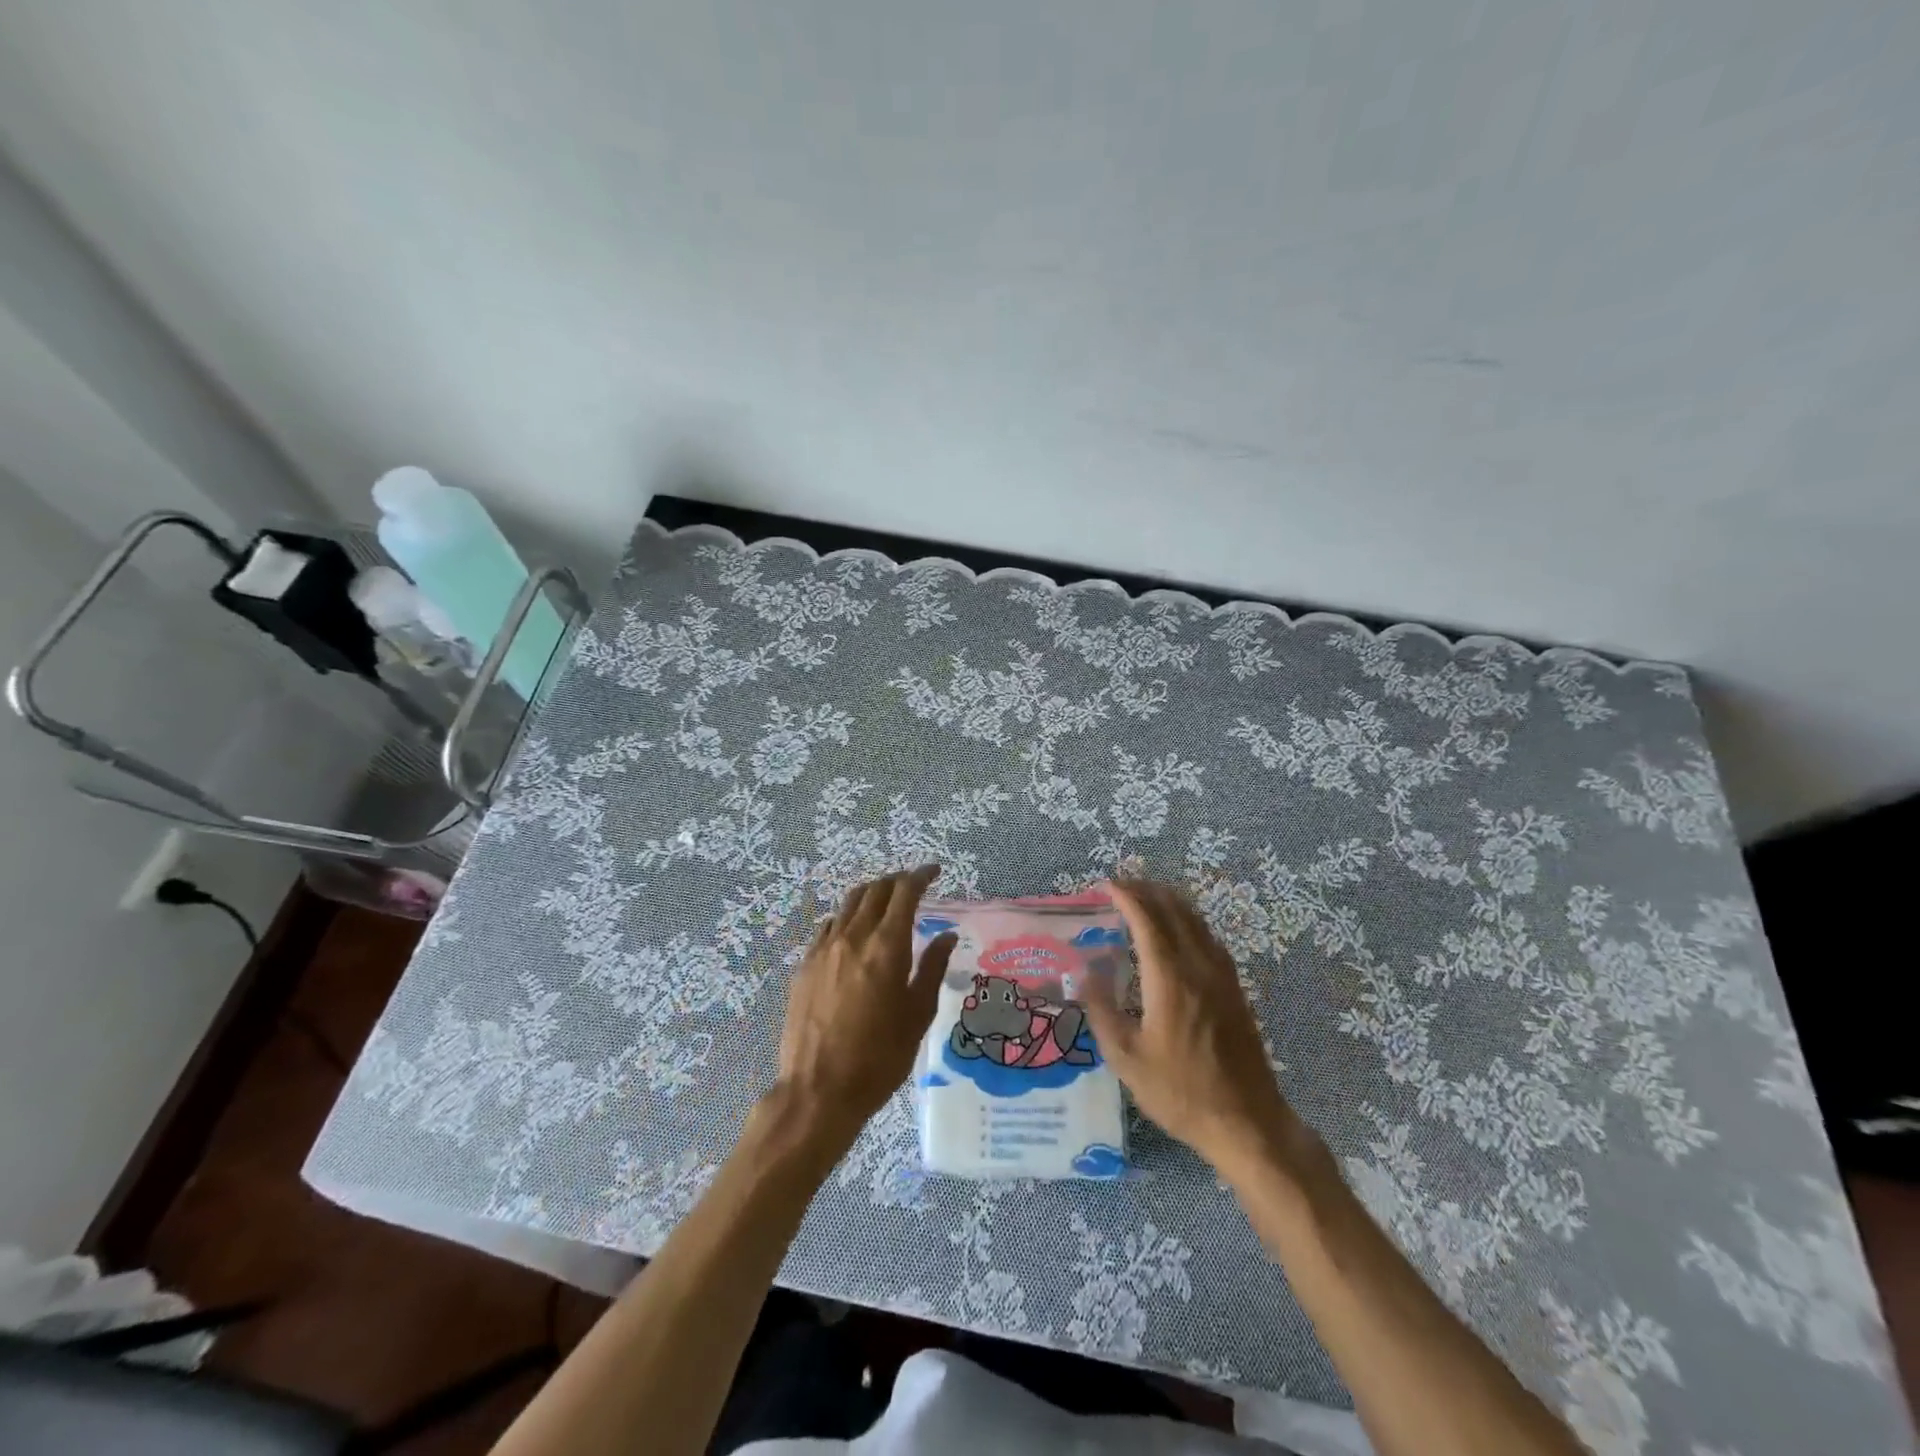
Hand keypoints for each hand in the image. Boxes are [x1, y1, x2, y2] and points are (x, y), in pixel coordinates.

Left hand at [769, 865, 956, 1153]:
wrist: (818, 1091)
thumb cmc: (879, 1058)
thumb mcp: (917, 1015)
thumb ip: (932, 968)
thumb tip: (945, 935)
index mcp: (886, 947)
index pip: (904, 892)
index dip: (921, 876)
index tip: (934, 872)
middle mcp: (853, 937)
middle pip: (874, 890)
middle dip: (896, 881)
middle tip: (913, 885)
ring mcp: (824, 949)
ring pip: (849, 904)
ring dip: (871, 894)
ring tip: (885, 902)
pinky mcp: (805, 965)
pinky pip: (830, 926)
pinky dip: (848, 917)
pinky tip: (854, 931)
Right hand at [1084, 879, 1312, 1177]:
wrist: (1246, 1122)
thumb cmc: (1180, 1092)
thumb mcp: (1126, 1058)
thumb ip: (1102, 1010)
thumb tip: (1084, 972)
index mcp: (1170, 978)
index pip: (1147, 920)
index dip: (1127, 897)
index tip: (1106, 885)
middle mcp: (1198, 966)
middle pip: (1174, 911)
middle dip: (1146, 891)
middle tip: (1121, 886)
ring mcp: (1222, 976)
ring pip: (1195, 920)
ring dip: (1169, 902)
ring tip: (1145, 898)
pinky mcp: (1235, 989)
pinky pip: (1208, 938)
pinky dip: (1188, 921)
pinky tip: (1178, 932)